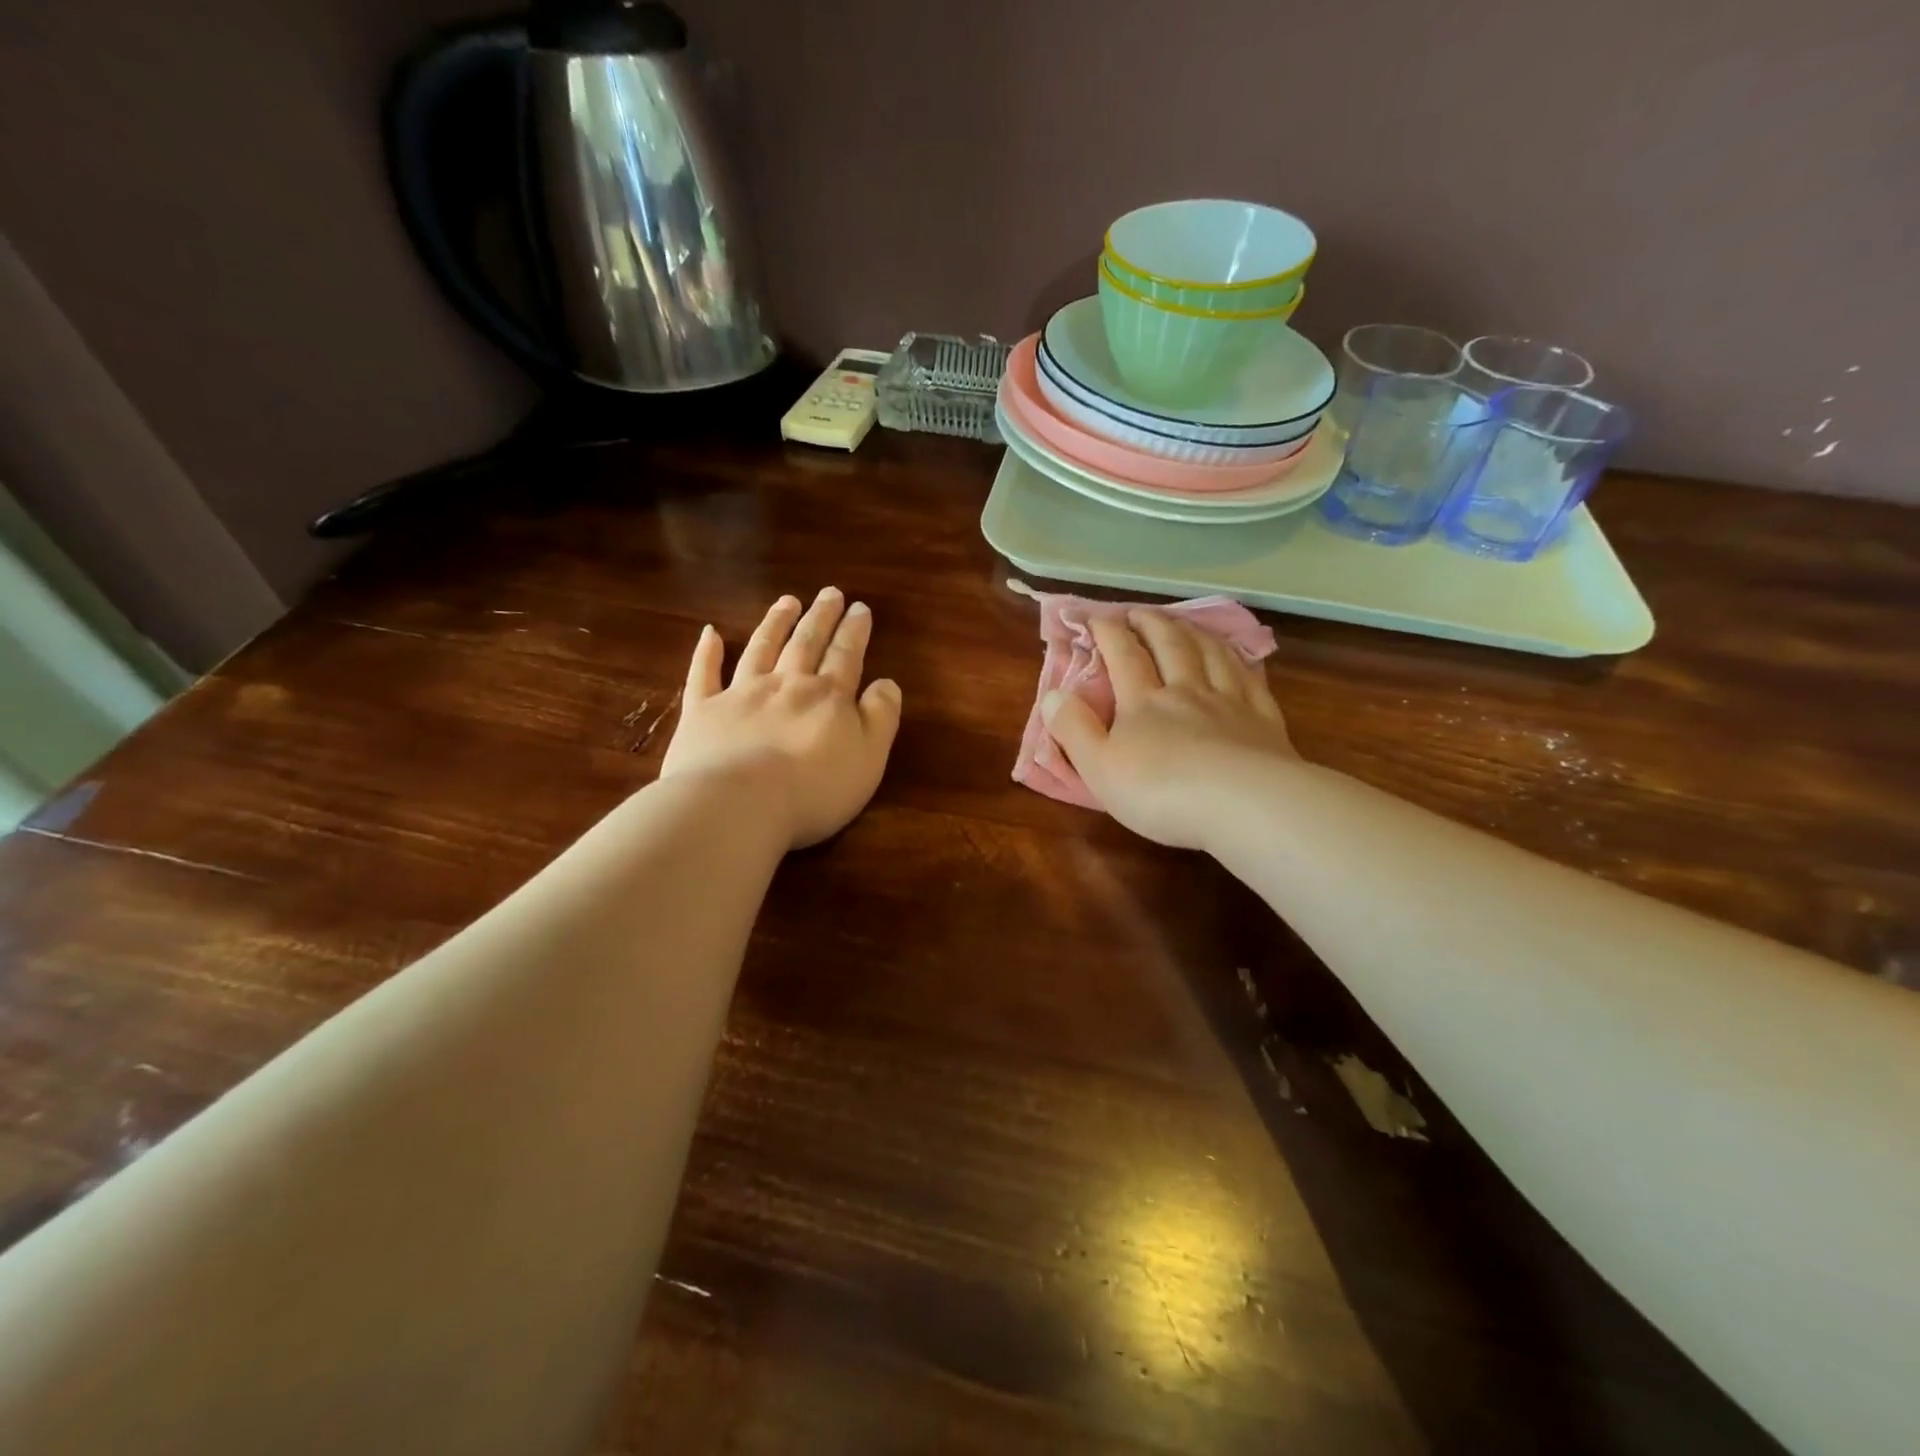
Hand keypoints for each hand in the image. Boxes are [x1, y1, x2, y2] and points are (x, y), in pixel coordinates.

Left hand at [661, 588, 902, 848]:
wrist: (739, 804)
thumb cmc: (814, 788)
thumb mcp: (869, 757)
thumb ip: (880, 717)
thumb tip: (886, 682)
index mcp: (827, 696)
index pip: (845, 656)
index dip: (854, 631)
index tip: (859, 607)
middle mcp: (785, 685)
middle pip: (805, 643)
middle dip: (820, 617)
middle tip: (829, 592)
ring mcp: (740, 695)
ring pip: (760, 649)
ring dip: (775, 623)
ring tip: (787, 601)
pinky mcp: (702, 712)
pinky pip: (703, 675)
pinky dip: (706, 653)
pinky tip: (709, 633)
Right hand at [1043, 610, 1297, 851]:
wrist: (1243, 806)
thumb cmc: (1160, 792)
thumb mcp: (1099, 767)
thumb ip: (1073, 729)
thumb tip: (1051, 694)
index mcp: (1143, 702)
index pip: (1123, 656)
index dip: (1108, 632)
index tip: (1096, 617)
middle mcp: (1186, 691)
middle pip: (1169, 646)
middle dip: (1150, 624)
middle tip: (1138, 611)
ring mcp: (1229, 702)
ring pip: (1210, 654)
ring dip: (1193, 633)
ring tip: (1183, 623)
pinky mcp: (1264, 721)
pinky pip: (1249, 679)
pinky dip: (1238, 661)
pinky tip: (1236, 658)